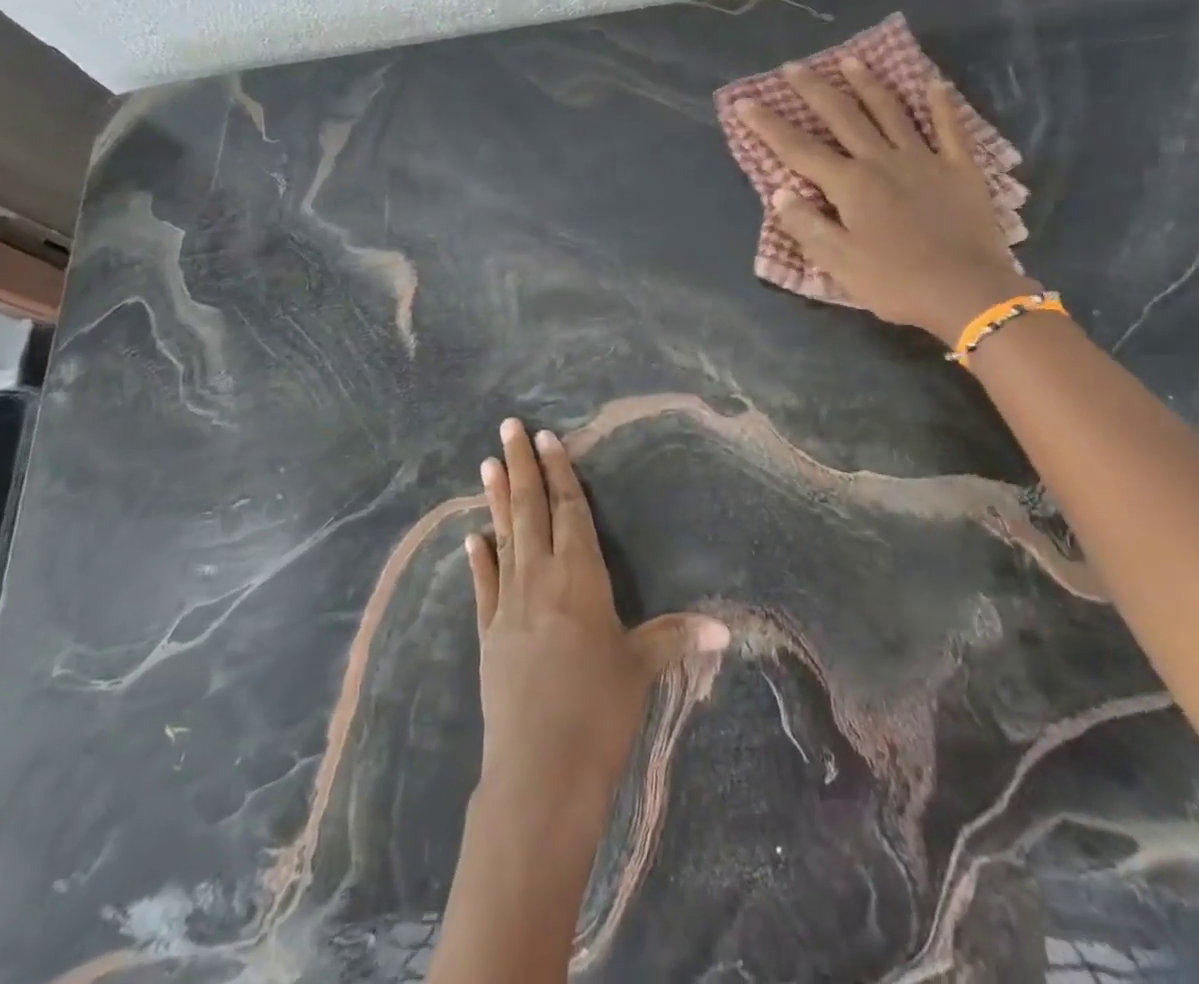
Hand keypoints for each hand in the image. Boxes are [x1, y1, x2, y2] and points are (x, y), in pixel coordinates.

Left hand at [466, 419, 730, 815]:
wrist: (539, 771)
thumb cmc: (599, 712)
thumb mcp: (641, 669)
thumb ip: (675, 637)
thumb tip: (726, 628)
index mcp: (581, 577)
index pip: (570, 510)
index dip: (560, 472)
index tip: (547, 438)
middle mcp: (541, 578)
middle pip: (530, 510)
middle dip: (521, 466)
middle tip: (508, 427)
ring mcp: (509, 604)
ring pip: (504, 537)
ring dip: (495, 499)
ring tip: (487, 462)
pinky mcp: (488, 634)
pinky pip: (483, 585)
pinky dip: (478, 560)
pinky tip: (471, 539)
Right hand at [735, 58, 1037, 343]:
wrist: (967, 291)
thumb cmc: (895, 281)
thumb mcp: (838, 262)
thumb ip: (807, 225)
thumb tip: (780, 192)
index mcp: (850, 184)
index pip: (799, 149)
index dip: (769, 125)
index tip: (745, 102)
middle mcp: (882, 160)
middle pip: (843, 117)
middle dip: (814, 90)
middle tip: (794, 66)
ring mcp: (924, 160)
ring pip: (891, 112)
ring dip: (868, 84)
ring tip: (850, 60)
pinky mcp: (959, 169)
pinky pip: (949, 128)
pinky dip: (940, 104)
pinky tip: (933, 83)